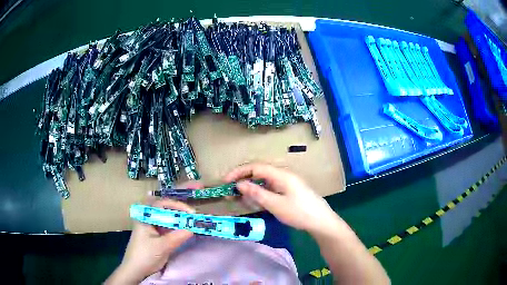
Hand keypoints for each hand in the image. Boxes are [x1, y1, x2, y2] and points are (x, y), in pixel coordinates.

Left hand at [106, 181, 202, 284]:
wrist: (135, 270)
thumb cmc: (145, 256)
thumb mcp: (162, 247)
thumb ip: (178, 236)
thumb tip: (194, 227)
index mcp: (146, 216)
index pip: (163, 203)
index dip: (179, 205)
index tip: (192, 212)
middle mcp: (149, 215)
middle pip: (166, 202)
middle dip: (181, 194)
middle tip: (198, 186)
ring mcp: (153, 223)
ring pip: (168, 211)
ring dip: (181, 207)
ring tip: (195, 200)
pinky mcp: (157, 232)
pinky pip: (169, 222)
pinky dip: (179, 219)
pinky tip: (187, 219)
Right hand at [224, 163, 339, 233]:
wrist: (321, 222)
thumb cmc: (299, 212)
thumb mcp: (276, 204)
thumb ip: (257, 193)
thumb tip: (239, 184)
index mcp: (281, 175)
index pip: (255, 167)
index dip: (239, 172)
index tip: (226, 181)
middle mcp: (283, 176)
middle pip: (259, 173)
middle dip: (244, 181)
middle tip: (230, 192)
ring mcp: (287, 184)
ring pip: (264, 182)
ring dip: (251, 189)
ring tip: (240, 199)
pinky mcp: (289, 192)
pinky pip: (271, 189)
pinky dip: (261, 194)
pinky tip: (255, 202)